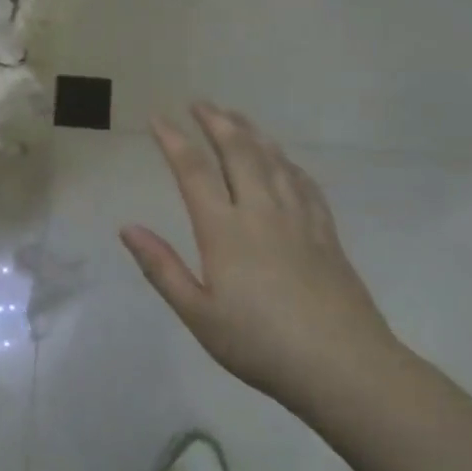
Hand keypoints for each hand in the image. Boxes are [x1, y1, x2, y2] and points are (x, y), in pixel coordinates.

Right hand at [120, 103, 399, 415]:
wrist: (344, 367)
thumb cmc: (260, 344)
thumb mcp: (198, 314)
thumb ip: (162, 268)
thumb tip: (127, 227)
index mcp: (224, 230)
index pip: (194, 171)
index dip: (174, 140)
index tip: (158, 118)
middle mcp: (261, 212)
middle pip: (238, 153)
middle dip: (216, 122)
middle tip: (200, 102)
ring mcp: (298, 220)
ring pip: (274, 161)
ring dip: (252, 133)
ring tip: (236, 116)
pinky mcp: (326, 234)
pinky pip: (304, 184)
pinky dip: (288, 163)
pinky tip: (284, 160)